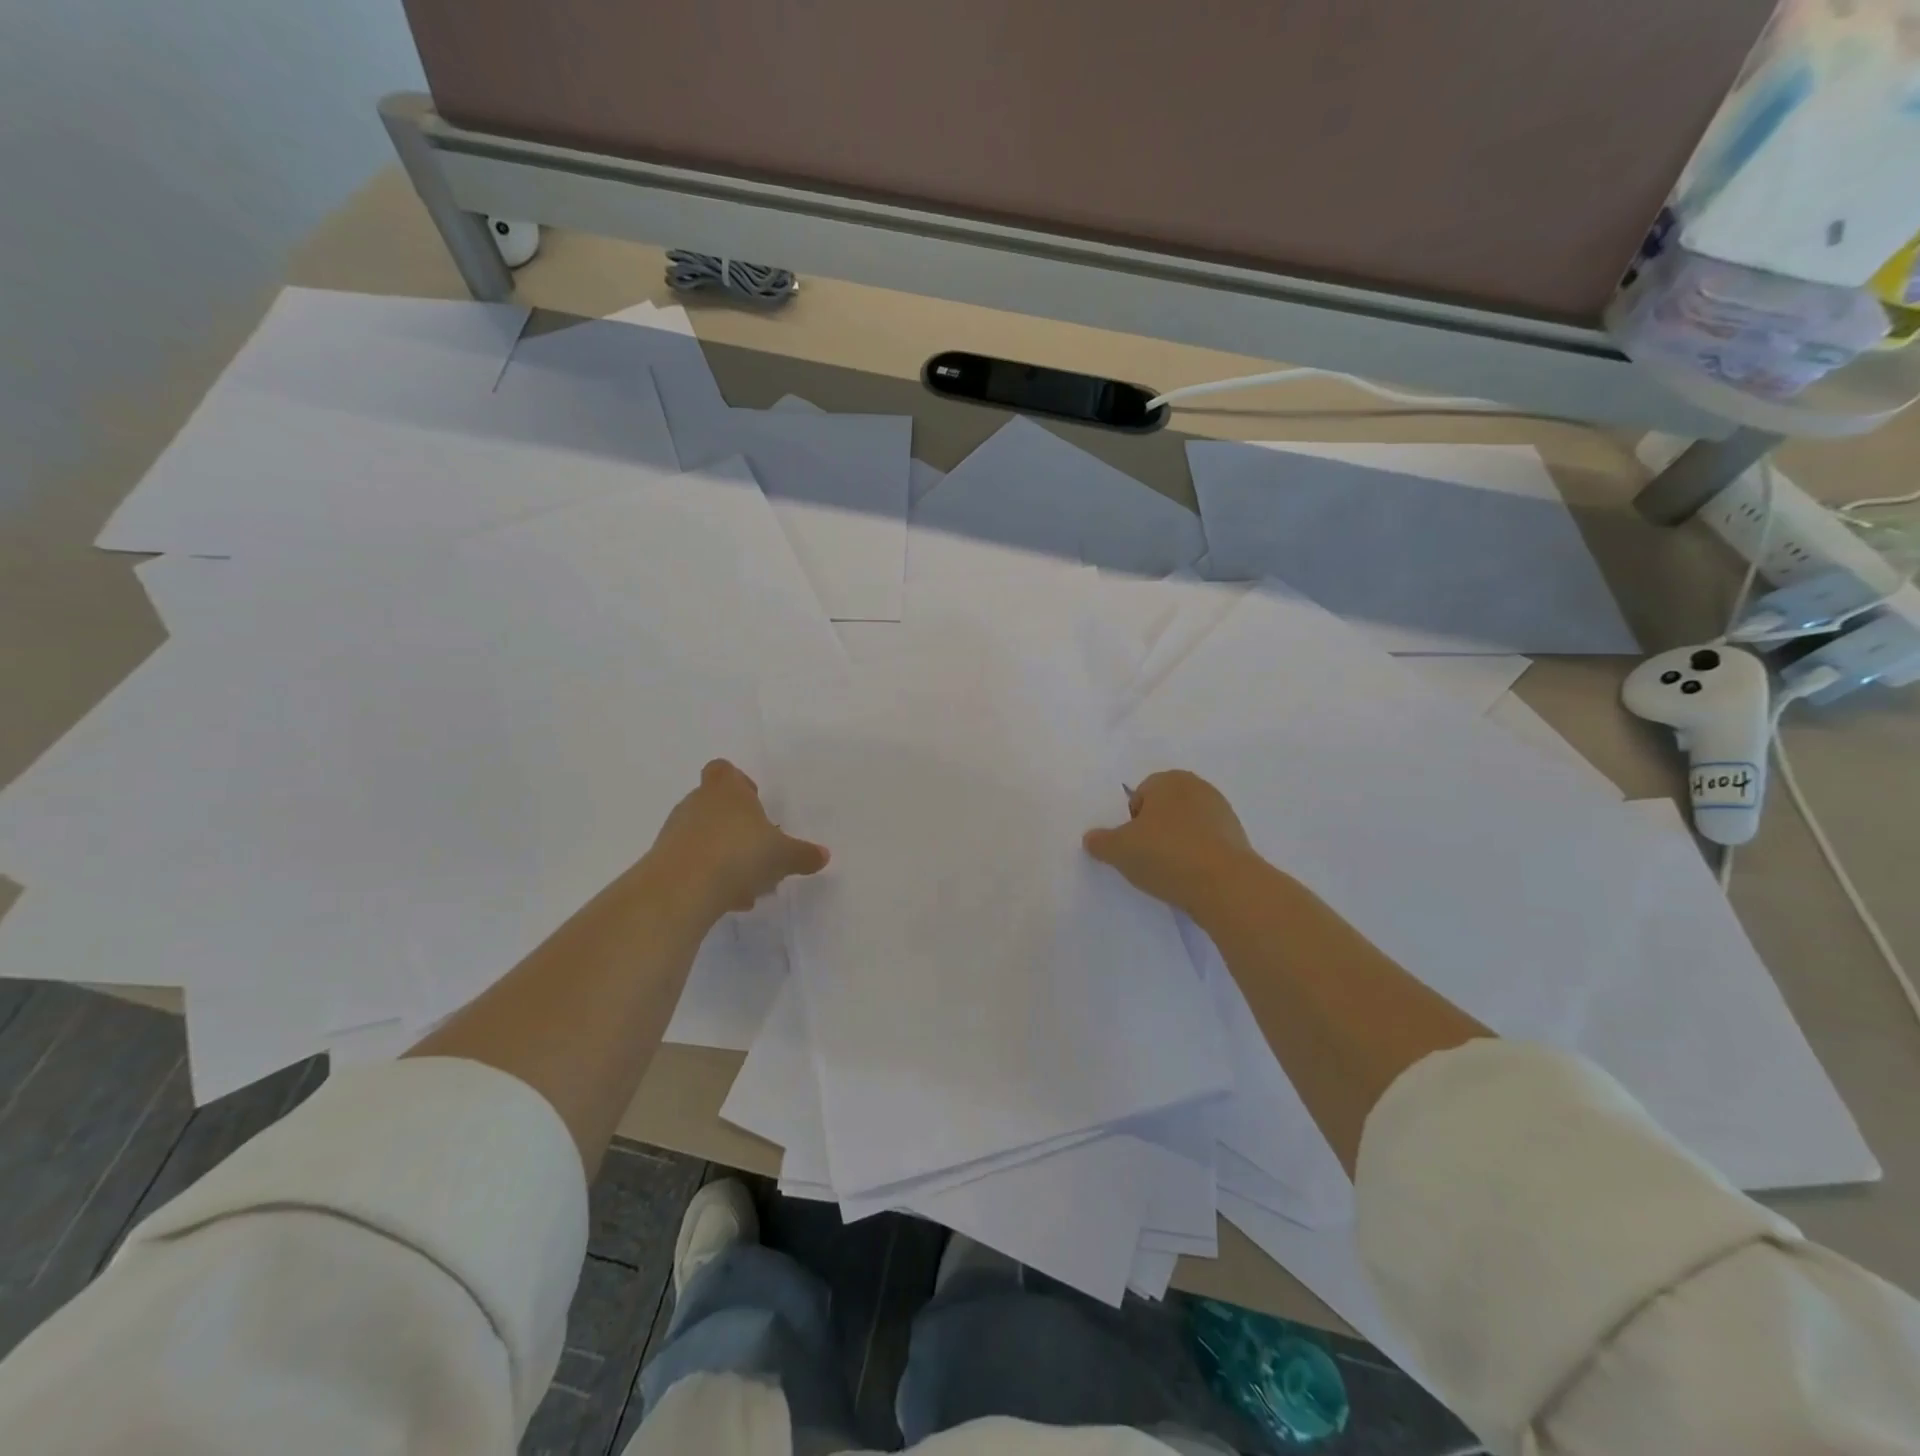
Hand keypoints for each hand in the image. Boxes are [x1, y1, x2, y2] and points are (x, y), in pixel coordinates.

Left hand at [644, 760, 828, 919]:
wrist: (682, 888)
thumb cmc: (739, 854)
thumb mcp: (783, 856)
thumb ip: (803, 854)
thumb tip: (823, 855)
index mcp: (726, 790)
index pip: (724, 770)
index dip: (739, 783)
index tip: (756, 803)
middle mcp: (696, 803)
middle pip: (716, 806)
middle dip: (737, 828)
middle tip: (759, 851)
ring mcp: (676, 832)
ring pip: (705, 838)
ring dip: (724, 856)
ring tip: (748, 885)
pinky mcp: (663, 862)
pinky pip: (692, 864)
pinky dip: (710, 878)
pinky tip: (729, 901)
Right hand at [1083, 770, 1256, 918]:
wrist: (1225, 886)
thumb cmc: (1166, 854)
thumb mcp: (1118, 850)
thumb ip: (1100, 841)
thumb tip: (1092, 838)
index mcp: (1169, 779)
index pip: (1139, 795)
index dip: (1130, 821)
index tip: (1132, 845)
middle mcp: (1198, 787)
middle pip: (1164, 809)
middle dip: (1154, 830)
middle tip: (1147, 858)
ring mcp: (1223, 812)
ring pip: (1186, 827)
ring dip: (1176, 844)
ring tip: (1169, 871)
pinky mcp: (1238, 839)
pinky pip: (1206, 844)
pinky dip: (1197, 857)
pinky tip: (1191, 878)